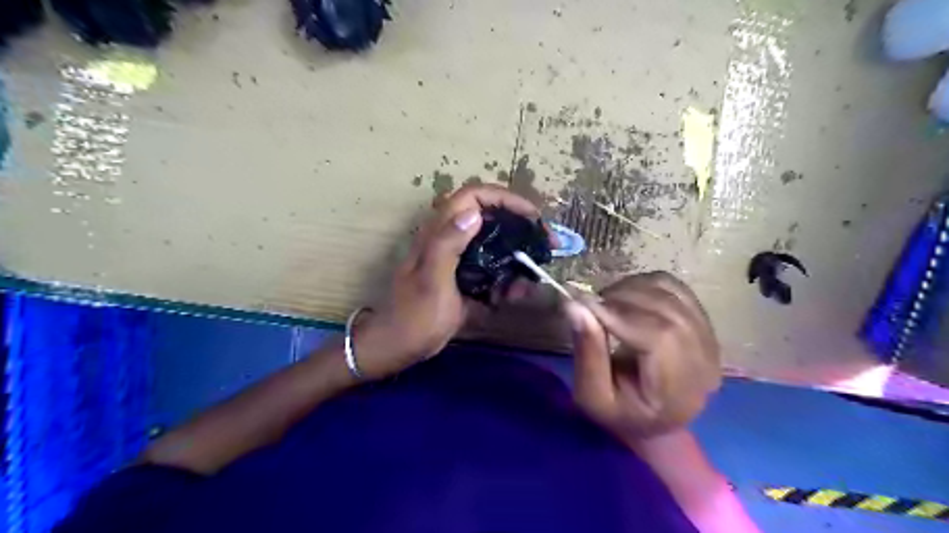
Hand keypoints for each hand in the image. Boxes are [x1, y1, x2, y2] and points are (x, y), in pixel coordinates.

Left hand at [352, 183, 535, 377]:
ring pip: (495, 245)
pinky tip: (514, 296)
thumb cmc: (414, 316)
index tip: (531, 216)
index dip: (504, 198)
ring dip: (517, 257)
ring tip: (531, 278)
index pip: (473, 196)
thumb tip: (474, 212)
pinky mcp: (463, 277)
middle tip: (545, 244)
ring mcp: (458, 259)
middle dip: (520, 227)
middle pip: (490, 217)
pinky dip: (507, 278)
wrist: (398, 346)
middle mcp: (450, 239)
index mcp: (439, 233)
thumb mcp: (432, 281)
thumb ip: (448, 245)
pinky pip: (491, 269)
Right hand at [562, 272, 719, 439]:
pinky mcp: (703, 320)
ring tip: (606, 305)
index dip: (620, 314)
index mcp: (679, 390)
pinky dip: (643, 284)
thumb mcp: (592, 396)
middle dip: (621, 299)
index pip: (659, 337)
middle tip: (590, 305)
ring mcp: (709, 337)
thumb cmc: (619, 413)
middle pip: (666, 310)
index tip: (583, 303)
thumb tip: (574, 305)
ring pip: (669, 292)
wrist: (653, 419)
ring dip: (629, 289)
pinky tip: (626, 299)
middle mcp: (704, 361)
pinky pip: (673, 286)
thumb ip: (587, 353)